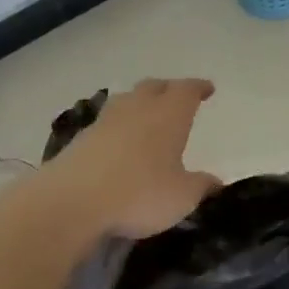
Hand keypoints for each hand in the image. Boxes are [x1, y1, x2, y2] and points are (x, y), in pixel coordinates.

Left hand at [40, 78, 223, 242]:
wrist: (71, 201)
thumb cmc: (139, 193)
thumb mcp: (182, 197)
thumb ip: (201, 186)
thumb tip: (216, 181)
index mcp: (169, 114)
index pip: (187, 90)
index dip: (199, 88)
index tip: (207, 89)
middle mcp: (138, 108)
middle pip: (155, 86)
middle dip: (169, 90)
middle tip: (178, 99)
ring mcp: (106, 120)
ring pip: (128, 99)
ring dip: (140, 102)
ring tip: (147, 115)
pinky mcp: (82, 138)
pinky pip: (107, 121)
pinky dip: (119, 125)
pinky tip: (120, 140)